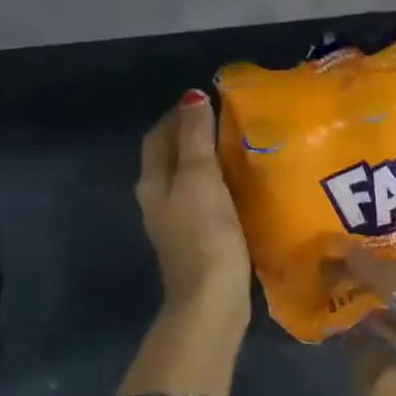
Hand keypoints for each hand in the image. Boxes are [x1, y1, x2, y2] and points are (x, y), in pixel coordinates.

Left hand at [136, 90, 251, 330]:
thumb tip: (192, 96)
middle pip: (171, 157)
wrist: (211, 299)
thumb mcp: (200, 179)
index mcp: (153, 182)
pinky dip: (219, 185)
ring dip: (208, 161)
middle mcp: (159, 200)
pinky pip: (205, 200)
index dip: (179, 115)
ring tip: (240, 148)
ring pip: (188, 179)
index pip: (159, 136)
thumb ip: (195, 138)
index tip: (210, 100)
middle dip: (193, 135)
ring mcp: (178, 223)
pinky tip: (242, 186)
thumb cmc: (205, 235)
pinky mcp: (199, 240)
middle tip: (230, 121)